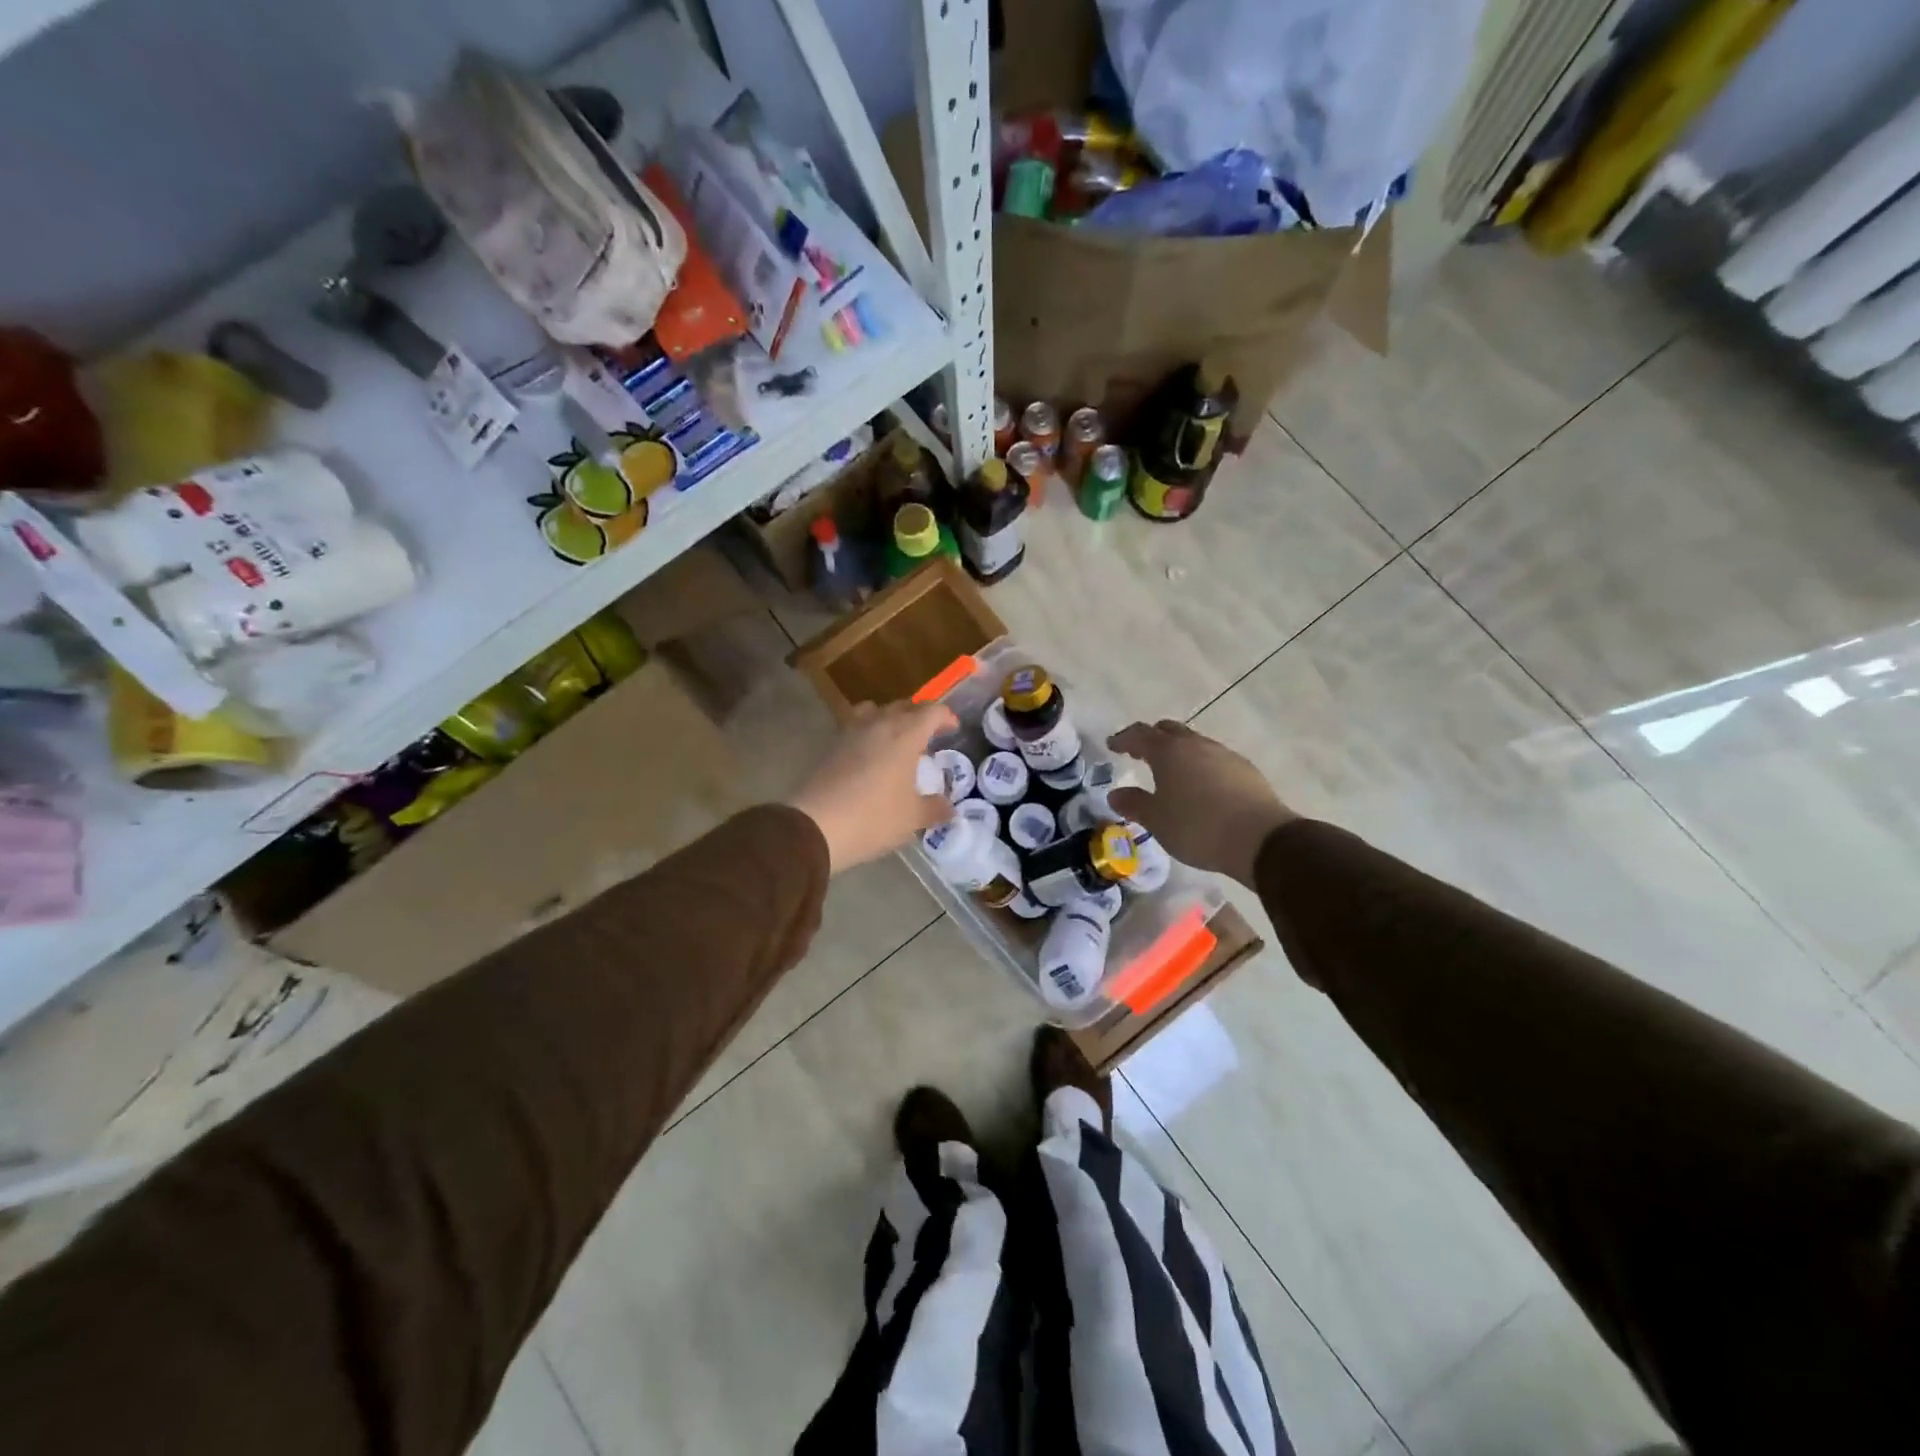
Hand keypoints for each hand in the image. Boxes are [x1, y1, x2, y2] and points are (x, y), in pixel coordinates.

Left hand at [790, 701, 956, 873]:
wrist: (815, 827)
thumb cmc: (873, 818)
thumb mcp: (912, 818)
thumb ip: (934, 808)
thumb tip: (950, 809)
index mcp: (905, 735)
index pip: (931, 712)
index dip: (945, 717)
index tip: (952, 728)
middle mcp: (878, 724)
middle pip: (903, 706)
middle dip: (919, 715)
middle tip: (928, 734)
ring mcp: (851, 732)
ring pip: (875, 710)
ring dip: (889, 718)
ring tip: (896, 738)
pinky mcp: (831, 745)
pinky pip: (855, 726)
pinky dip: (868, 732)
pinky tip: (870, 755)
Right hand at [1107, 720, 1295, 887]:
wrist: (1259, 838)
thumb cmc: (1197, 826)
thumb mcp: (1157, 820)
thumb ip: (1134, 804)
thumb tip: (1115, 794)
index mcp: (1169, 751)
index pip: (1140, 734)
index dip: (1124, 738)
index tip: (1112, 745)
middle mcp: (1196, 745)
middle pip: (1169, 731)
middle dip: (1152, 738)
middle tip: (1140, 753)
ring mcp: (1224, 755)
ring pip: (1195, 744)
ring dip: (1179, 752)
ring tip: (1171, 772)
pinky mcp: (1245, 770)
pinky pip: (1215, 760)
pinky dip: (1201, 766)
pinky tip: (1201, 787)